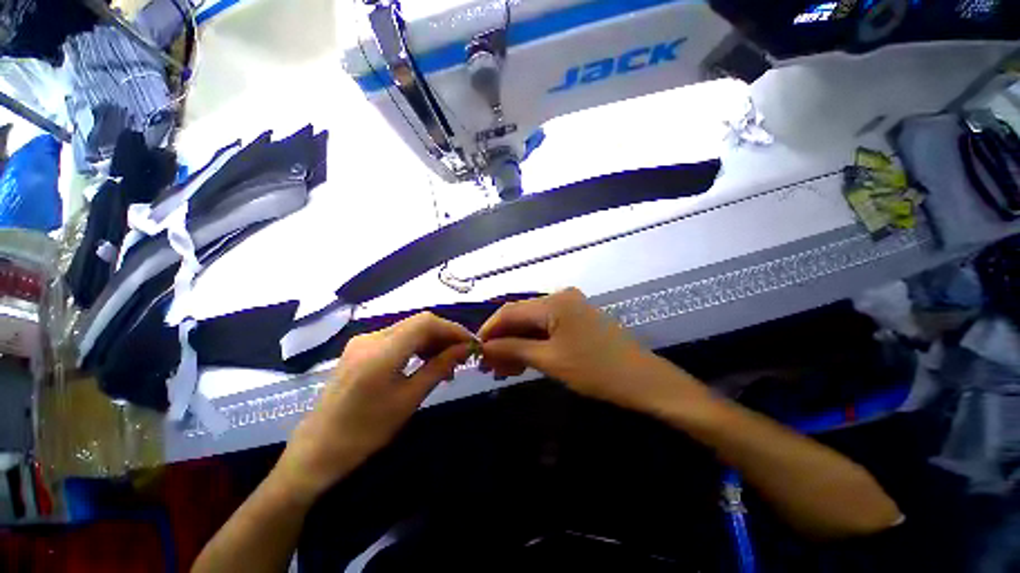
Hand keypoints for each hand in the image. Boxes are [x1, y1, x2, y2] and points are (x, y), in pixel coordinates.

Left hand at [275, 312, 472, 499]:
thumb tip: (464, 349)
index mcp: (381, 351)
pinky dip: (415, 346)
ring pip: (408, 329)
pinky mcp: (359, 350)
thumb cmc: (365, 431)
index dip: (452, 329)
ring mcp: (362, 342)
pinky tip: (424, 362)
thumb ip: (439, 367)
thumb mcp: (409, 399)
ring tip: (447, 363)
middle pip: (418, 323)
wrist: (316, 451)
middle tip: (462, 355)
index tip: (470, 344)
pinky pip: (396, 339)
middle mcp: (371, 337)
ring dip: (431, 341)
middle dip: (444, 335)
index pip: (426, 323)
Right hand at [479, 288, 688, 413]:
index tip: (475, 350)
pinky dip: (533, 344)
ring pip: (533, 324)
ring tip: (504, 370)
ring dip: (517, 344)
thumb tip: (485, 347)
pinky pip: (547, 329)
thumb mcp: (550, 360)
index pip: (510, 311)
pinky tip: (523, 362)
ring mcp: (570, 307)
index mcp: (554, 301)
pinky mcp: (577, 319)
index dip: (489, 330)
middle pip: (521, 317)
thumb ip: (514, 348)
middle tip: (489, 367)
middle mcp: (560, 297)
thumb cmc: (596, 370)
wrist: (642, 380)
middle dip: (503, 341)